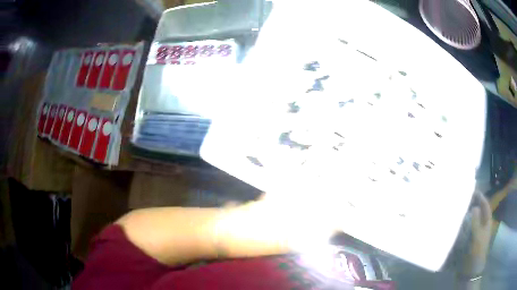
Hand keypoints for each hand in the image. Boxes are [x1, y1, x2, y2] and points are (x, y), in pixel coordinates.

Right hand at [461, 192, 491, 275]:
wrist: (470, 272)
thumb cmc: (477, 252)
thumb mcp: (477, 237)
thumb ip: (476, 222)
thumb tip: (474, 207)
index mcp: (486, 223)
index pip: (485, 205)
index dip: (481, 197)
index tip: (473, 190)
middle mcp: (481, 226)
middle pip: (478, 212)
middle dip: (472, 205)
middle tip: (463, 199)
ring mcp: (474, 235)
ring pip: (471, 221)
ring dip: (466, 216)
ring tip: (457, 211)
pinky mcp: (467, 243)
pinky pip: (465, 231)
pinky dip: (461, 228)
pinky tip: (455, 226)